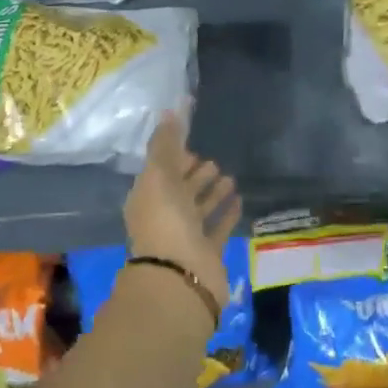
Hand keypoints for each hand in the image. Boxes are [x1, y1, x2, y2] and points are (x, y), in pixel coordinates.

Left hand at [124, 112, 241, 307]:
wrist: (180, 277)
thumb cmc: (166, 222)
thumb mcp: (160, 175)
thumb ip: (165, 143)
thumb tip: (171, 110)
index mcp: (147, 198)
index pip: (160, 172)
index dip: (174, 158)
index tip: (192, 145)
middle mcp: (164, 216)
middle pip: (180, 190)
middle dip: (195, 175)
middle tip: (214, 161)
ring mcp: (185, 236)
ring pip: (199, 209)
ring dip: (212, 193)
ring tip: (230, 177)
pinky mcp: (207, 253)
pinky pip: (218, 228)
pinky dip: (226, 214)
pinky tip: (240, 199)